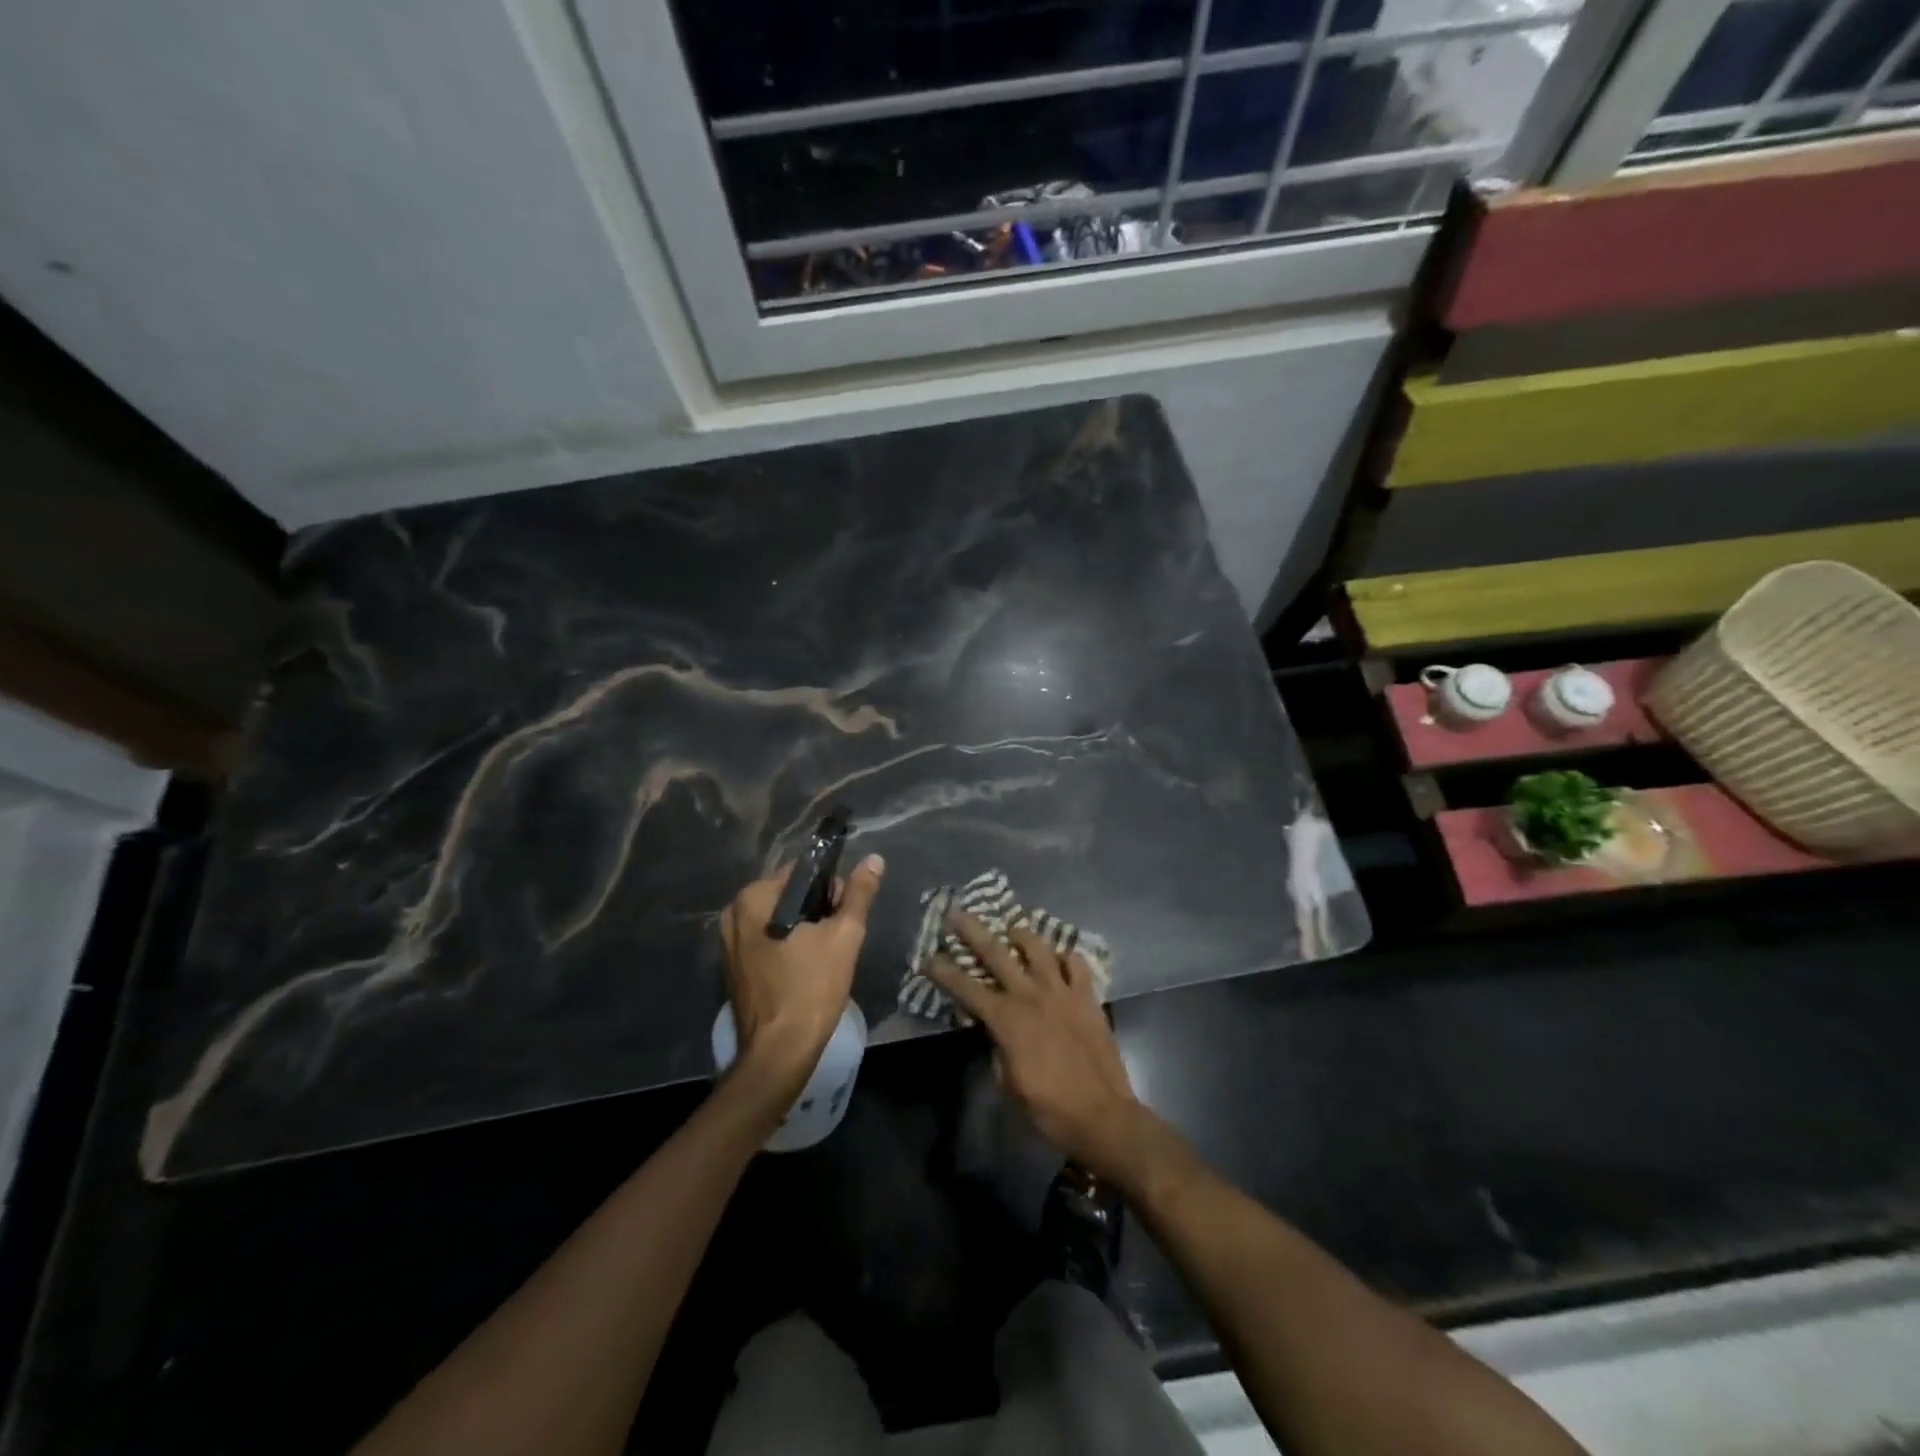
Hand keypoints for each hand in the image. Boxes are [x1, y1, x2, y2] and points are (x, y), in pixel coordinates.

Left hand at [720, 855, 884, 1103]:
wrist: (779, 1052)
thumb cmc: (812, 988)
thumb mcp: (844, 936)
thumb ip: (859, 894)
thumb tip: (873, 860)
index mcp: (754, 897)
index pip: (802, 872)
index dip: (831, 888)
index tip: (845, 915)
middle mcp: (734, 913)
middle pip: (789, 895)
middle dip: (817, 910)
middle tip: (837, 939)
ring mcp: (728, 943)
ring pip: (779, 919)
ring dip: (804, 930)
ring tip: (824, 956)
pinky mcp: (732, 967)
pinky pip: (766, 942)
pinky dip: (787, 947)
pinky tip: (804, 969)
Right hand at [926, 912, 1149, 1183]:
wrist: (1103, 1115)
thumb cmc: (1049, 1108)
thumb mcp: (1008, 1084)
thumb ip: (997, 1049)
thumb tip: (995, 1031)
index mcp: (1007, 1019)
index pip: (966, 988)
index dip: (943, 972)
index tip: (928, 957)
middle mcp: (1031, 995)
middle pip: (996, 953)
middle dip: (973, 931)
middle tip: (957, 913)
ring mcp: (1062, 991)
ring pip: (1038, 947)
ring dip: (1021, 934)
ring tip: (1012, 930)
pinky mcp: (1088, 996)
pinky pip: (1076, 963)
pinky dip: (1065, 957)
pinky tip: (1059, 960)